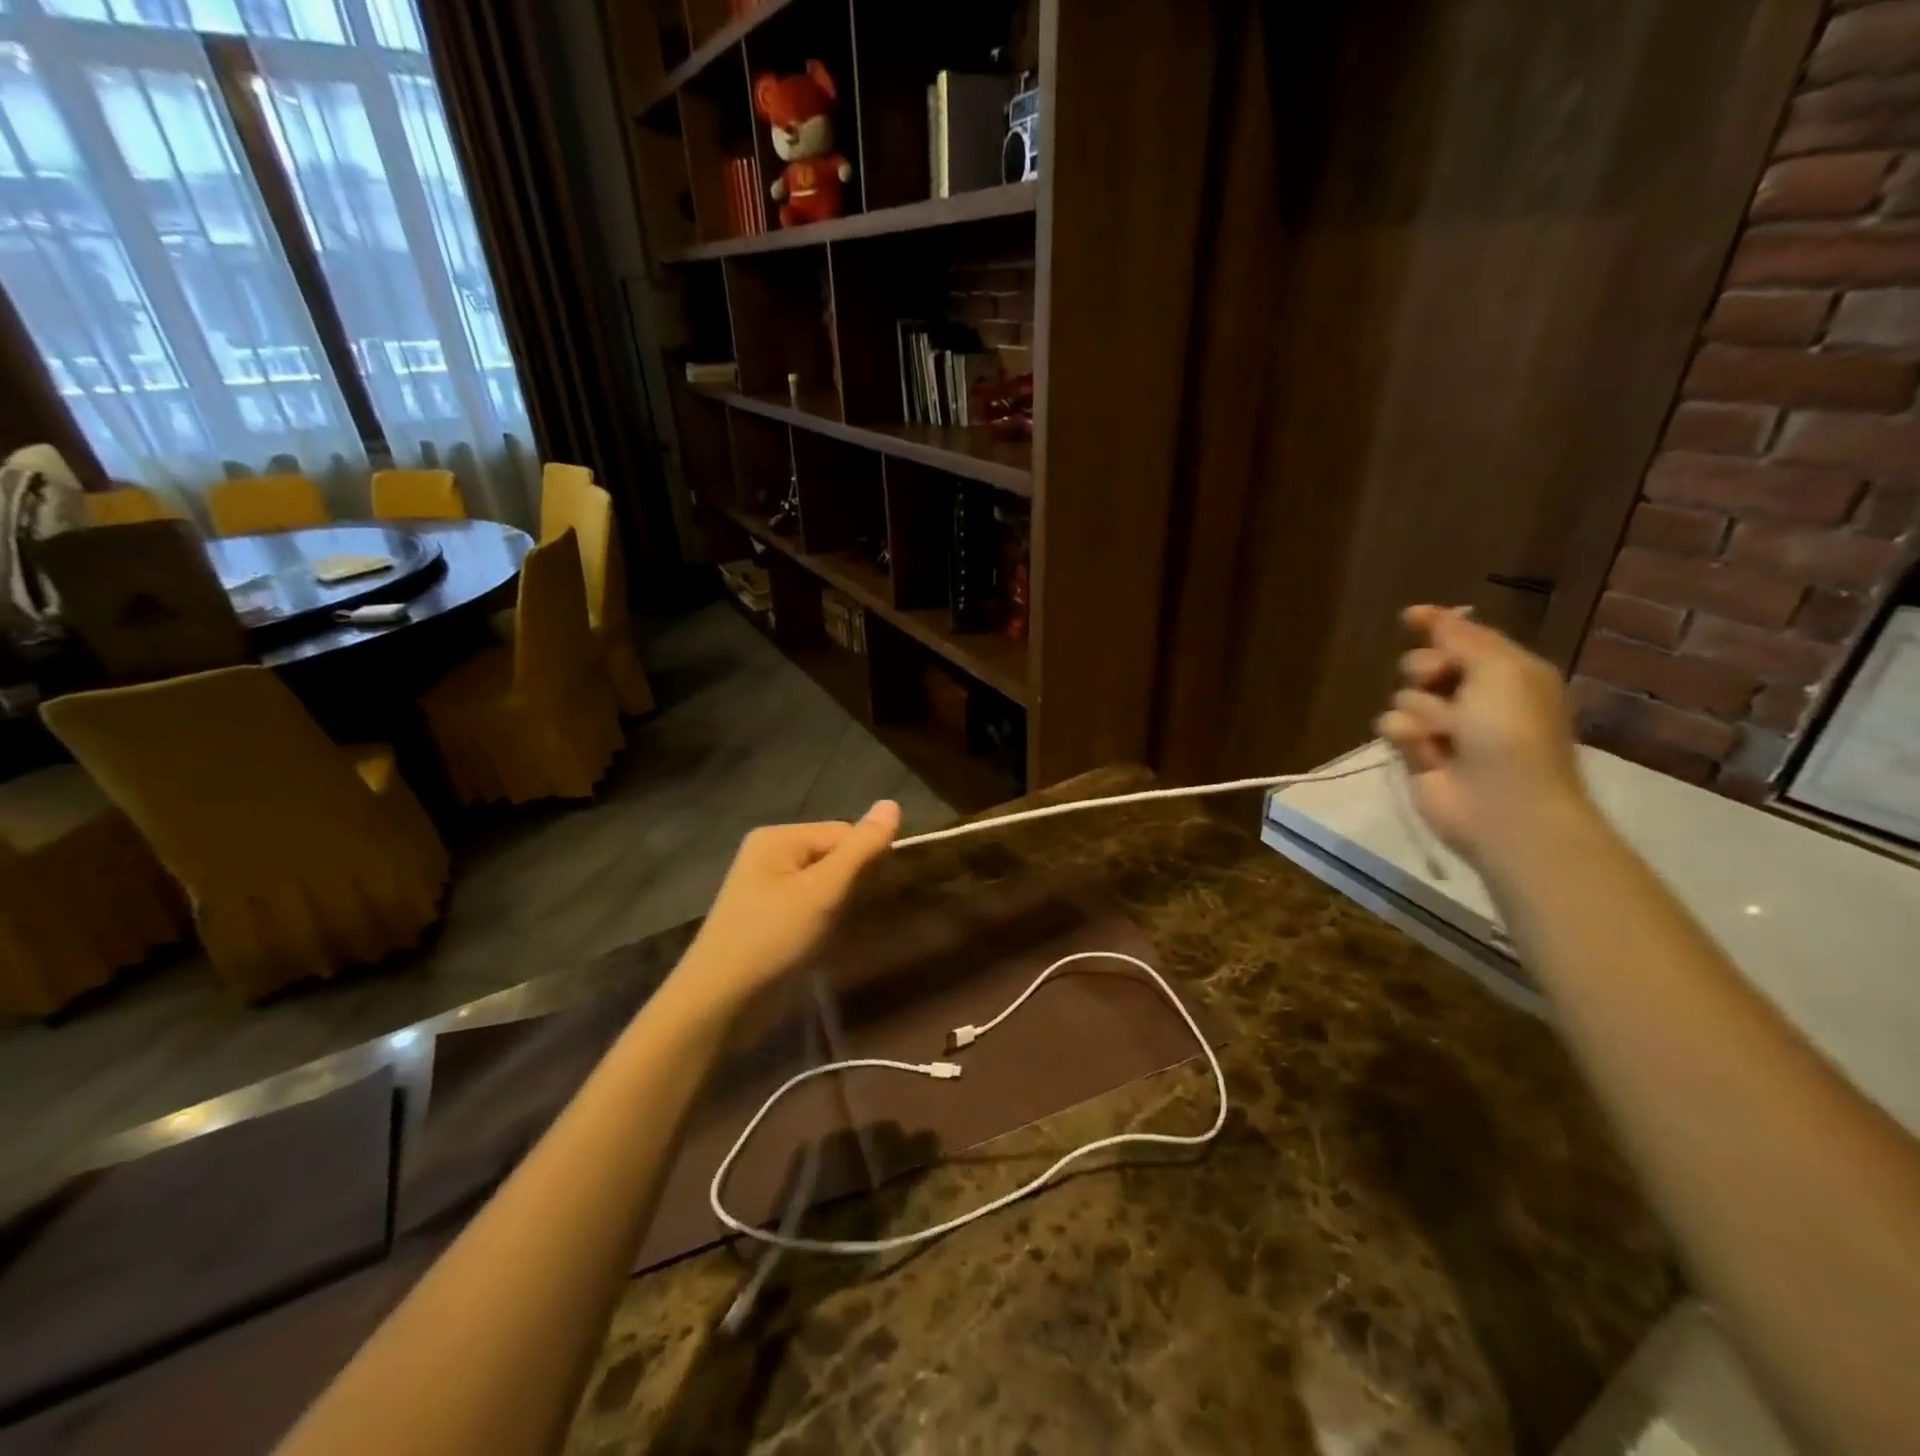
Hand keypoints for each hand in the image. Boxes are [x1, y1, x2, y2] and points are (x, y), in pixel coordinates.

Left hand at [672, 801, 900, 1017]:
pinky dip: (820, 921)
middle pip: (833, 856)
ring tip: (829, 933)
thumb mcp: (824, 891)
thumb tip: (892, 802)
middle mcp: (769, 853)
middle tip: (841, 917)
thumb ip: (861, 848)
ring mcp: (764, 886)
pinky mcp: (765, 916)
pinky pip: (808, 905)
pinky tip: (816, 943)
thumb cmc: (773, 938)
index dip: (863, 862)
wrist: (719, 1003)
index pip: (844, 833)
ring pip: (824, 884)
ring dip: (836, 907)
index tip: (865, 897)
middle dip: (848, 886)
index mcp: (779, 837)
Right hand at [1375, 606, 1594, 869]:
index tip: (1408, 616)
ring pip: (1403, 697)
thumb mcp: (1501, 671)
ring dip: (1421, 712)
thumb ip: (1462, 638)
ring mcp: (1442, 728)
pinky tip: (1425, 753)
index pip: (1464, 638)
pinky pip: (1391, 728)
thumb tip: (1430, 614)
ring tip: (1444, 736)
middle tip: (1438, 681)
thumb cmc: (1512, 732)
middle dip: (1426, 669)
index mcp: (1505, 673)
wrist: (1504, 806)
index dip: (1437, 625)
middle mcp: (1473, 697)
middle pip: (1424, 664)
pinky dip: (1406, 737)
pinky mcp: (1415, 754)